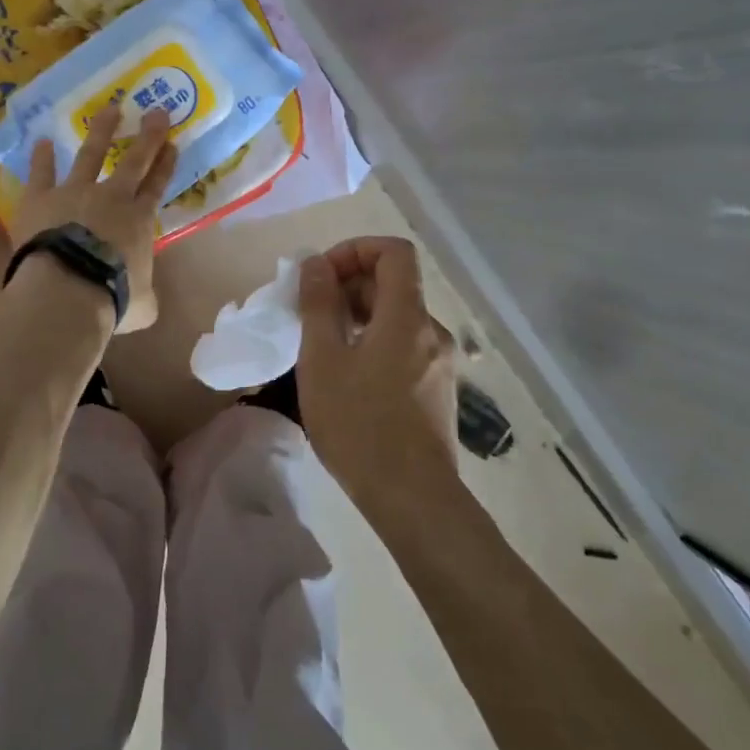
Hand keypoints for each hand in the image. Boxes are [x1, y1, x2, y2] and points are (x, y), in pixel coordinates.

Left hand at [10, 103, 176, 333]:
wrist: (67, 289)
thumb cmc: (111, 297)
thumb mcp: (142, 305)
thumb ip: (146, 296)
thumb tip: (146, 301)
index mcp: (138, 220)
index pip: (156, 186)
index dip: (165, 164)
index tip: (172, 143)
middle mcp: (111, 197)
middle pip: (134, 160)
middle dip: (148, 135)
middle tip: (156, 111)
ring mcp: (74, 192)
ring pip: (91, 153)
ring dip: (102, 130)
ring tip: (110, 109)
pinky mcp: (41, 197)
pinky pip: (42, 172)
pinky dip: (42, 157)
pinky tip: (41, 142)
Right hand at [296, 237, 458, 511]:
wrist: (412, 499)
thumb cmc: (359, 424)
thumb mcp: (322, 359)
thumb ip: (318, 304)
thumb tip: (316, 264)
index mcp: (408, 316)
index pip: (394, 252)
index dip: (355, 250)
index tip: (322, 275)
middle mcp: (432, 331)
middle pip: (393, 284)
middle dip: (348, 286)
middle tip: (309, 314)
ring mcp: (439, 362)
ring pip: (397, 317)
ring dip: (357, 316)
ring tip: (322, 346)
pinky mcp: (437, 389)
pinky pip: (404, 345)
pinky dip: (374, 341)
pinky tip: (348, 375)